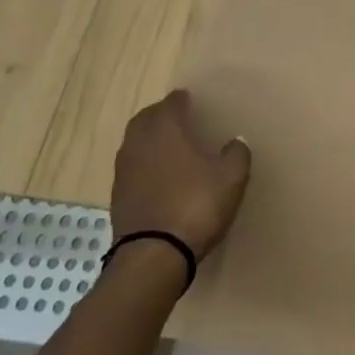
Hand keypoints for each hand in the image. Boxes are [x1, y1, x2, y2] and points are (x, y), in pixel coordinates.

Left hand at [111, 90, 251, 262]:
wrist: (154, 255)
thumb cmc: (196, 206)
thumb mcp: (231, 179)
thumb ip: (236, 154)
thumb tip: (235, 141)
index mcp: (165, 132)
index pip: (169, 105)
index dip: (180, 100)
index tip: (188, 99)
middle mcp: (139, 145)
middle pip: (144, 120)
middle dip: (159, 115)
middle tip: (176, 117)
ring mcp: (124, 172)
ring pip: (134, 144)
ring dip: (148, 139)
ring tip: (167, 145)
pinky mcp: (118, 197)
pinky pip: (131, 168)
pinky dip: (143, 164)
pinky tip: (158, 175)